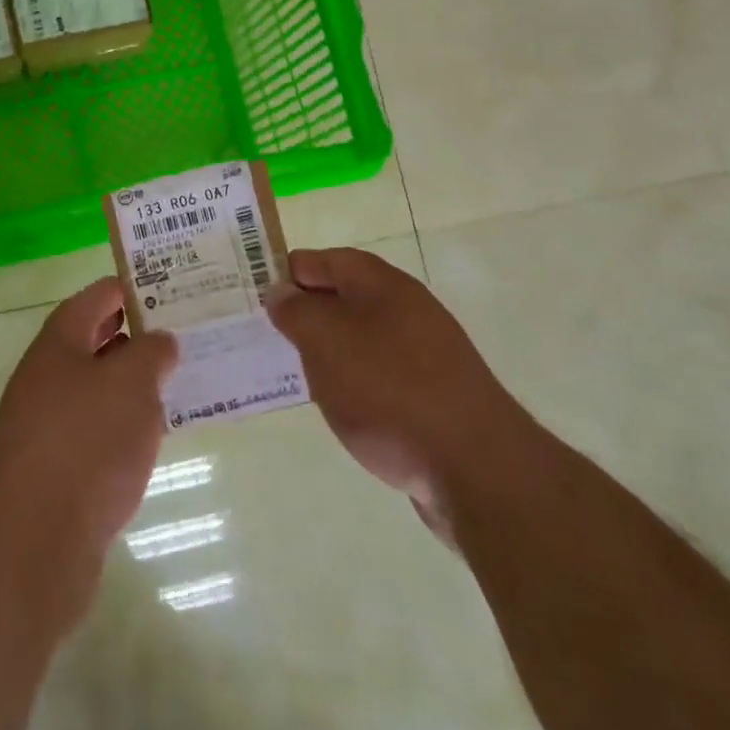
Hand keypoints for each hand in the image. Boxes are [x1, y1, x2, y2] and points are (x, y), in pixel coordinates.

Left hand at [0, 277, 177, 618]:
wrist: (31, 542)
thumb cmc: (86, 442)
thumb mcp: (131, 383)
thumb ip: (152, 352)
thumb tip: (160, 341)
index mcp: (60, 342)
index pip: (98, 296)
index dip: (134, 286)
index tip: (175, 288)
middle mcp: (48, 375)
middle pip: (97, 340)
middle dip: (139, 335)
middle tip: (187, 333)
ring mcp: (47, 423)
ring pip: (99, 388)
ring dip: (134, 383)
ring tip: (181, 380)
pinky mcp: (56, 468)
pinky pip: (97, 430)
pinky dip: (125, 425)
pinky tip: (155, 436)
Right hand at [267, 248, 535, 540]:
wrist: (476, 469)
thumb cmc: (390, 391)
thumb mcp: (326, 342)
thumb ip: (297, 311)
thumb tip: (280, 292)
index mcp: (381, 284)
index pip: (323, 260)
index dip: (287, 273)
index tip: (254, 299)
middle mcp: (406, 309)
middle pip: (343, 297)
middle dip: (305, 314)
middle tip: (266, 337)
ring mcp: (424, 352)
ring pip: (360, 338)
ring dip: (327, 351)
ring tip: (295, 374)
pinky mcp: (432, 394)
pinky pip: (379, 374)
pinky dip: (354, 382)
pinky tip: (340, 407)